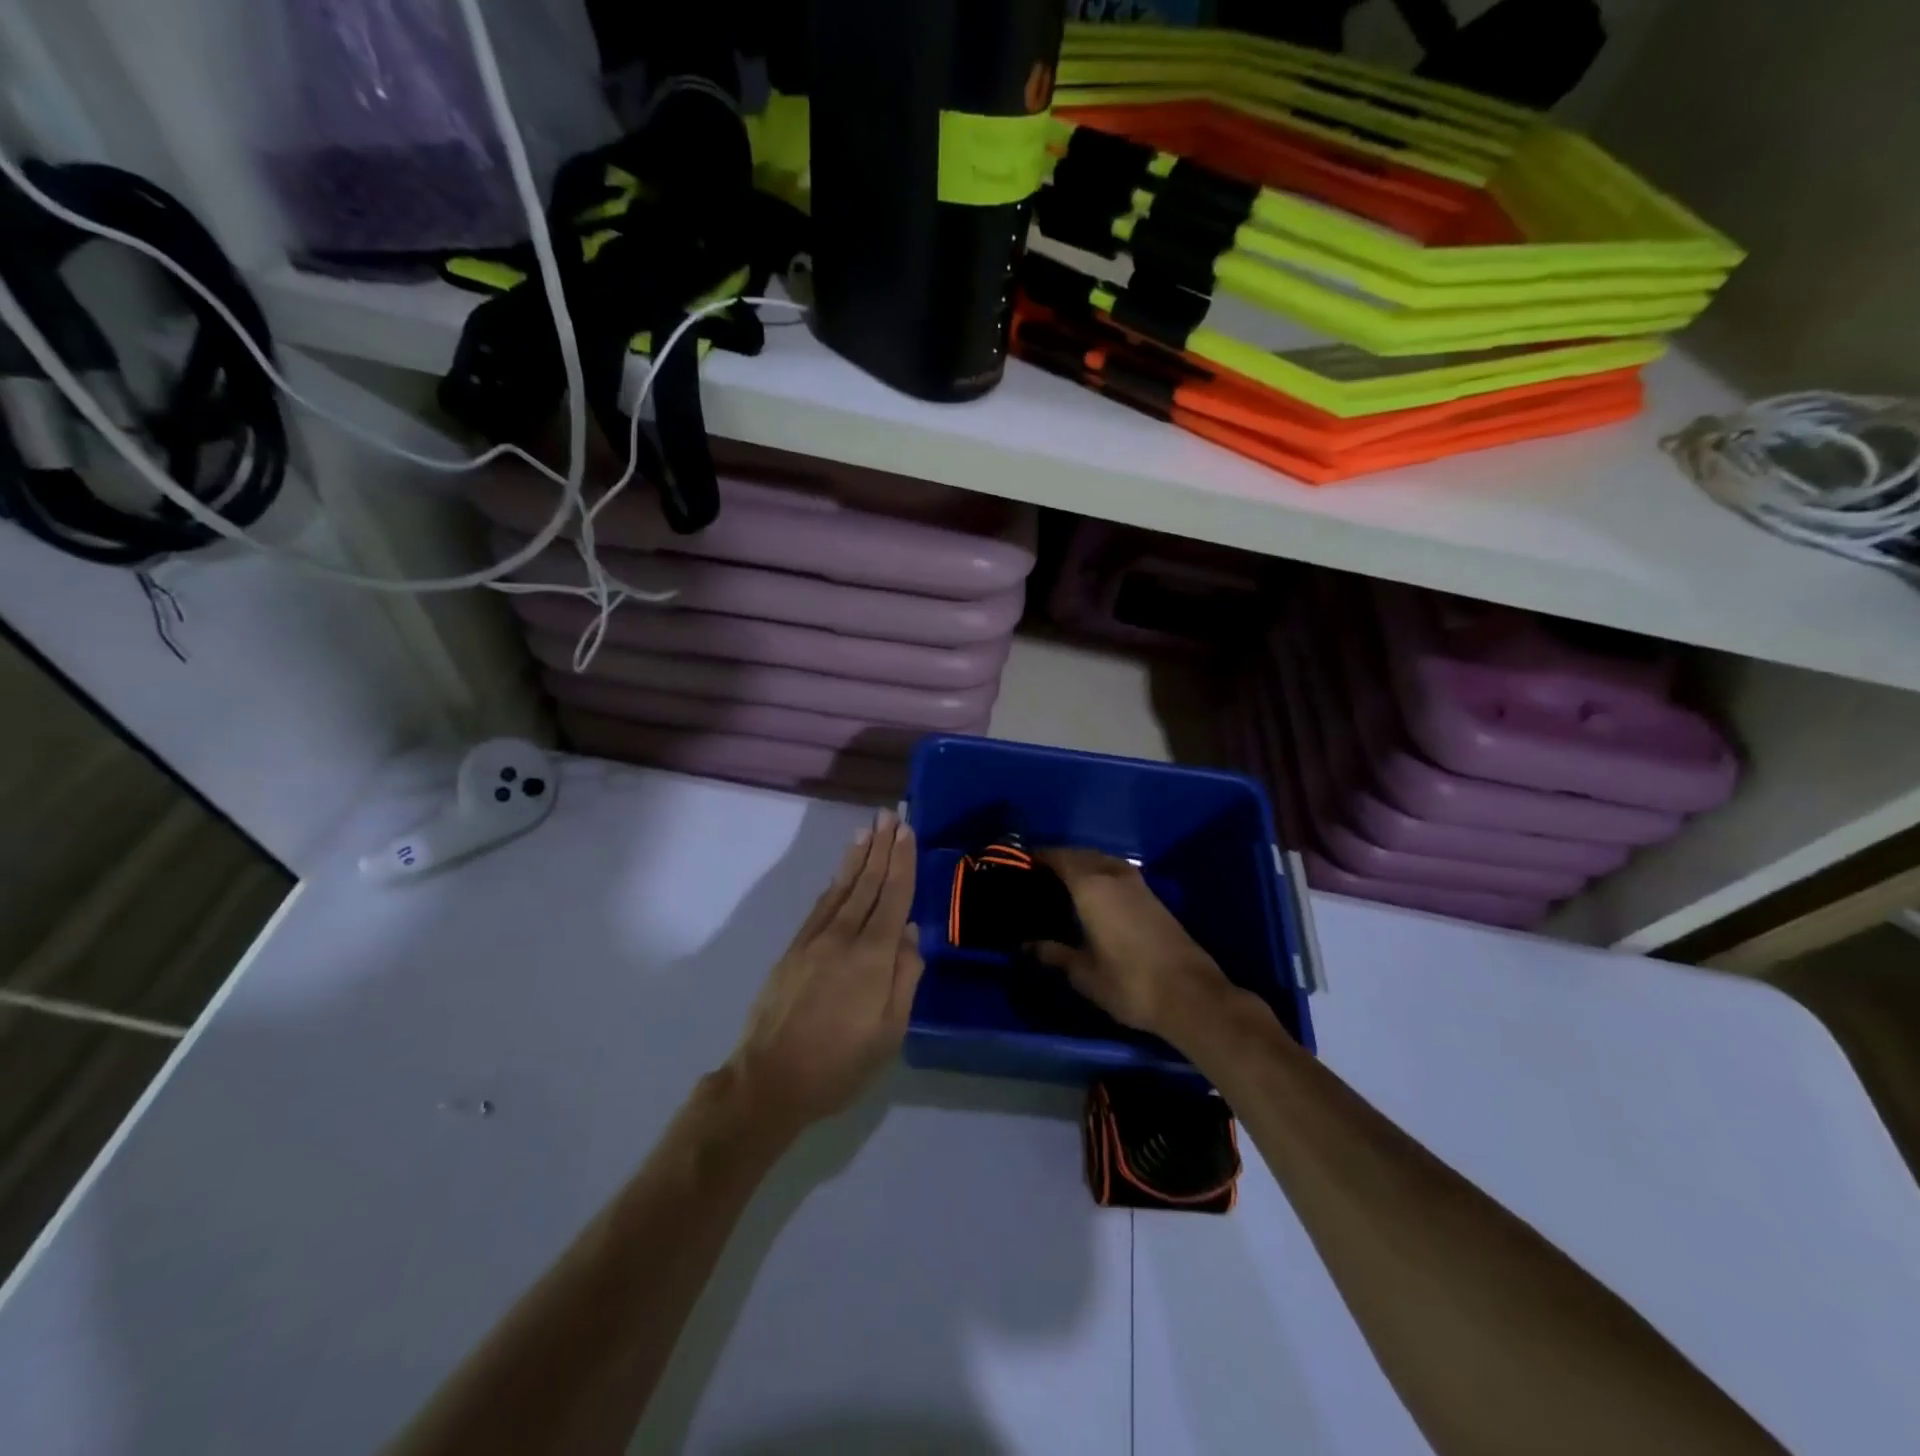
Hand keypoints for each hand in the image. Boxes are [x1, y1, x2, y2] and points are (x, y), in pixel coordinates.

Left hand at [728, 810, 923, 1132]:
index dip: (902, 862)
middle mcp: (844, 937)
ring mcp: (815, 940)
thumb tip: (910, 931)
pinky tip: (841, 873)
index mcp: (873, 956)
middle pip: (868, 883)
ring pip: (842, 888)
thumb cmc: (839, 1064)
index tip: (907, 831)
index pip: (893, 897)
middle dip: (882, 848)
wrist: (769, 1080)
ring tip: (867, 830)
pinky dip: (835, 883)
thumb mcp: (889, 1032)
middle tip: (890, 815)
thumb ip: (904, 978)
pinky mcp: (794, 949)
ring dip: (858, 857)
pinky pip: (821, 906)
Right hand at [1030, 849, 1235, 1045]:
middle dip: (1057, 861)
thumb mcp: (1082, 972)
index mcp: (1091, 886)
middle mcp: (1113, 874)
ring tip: (1060, 887)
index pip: (1057, 858)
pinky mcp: (1152, 897)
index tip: (1018, 867)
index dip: (1037, 859)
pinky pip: (1115, 873)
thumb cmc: (1128, 982)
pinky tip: (1090, 899)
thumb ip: (1052, 953)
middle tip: (1035, 878)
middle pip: (1079, 855)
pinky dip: (1098, 876)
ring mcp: (1137, 884)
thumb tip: (1026, 944)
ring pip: (1100, 862)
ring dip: (1080, 867)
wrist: (1190, 995)